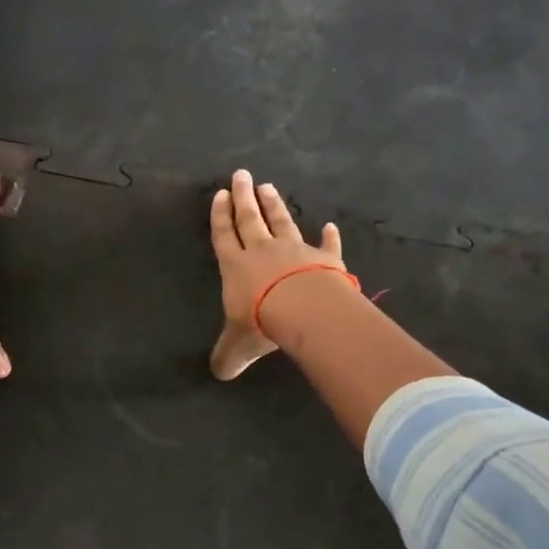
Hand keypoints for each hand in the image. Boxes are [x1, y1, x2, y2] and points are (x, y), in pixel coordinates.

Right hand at [207, 169, 342, 380]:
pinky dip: (329, 236)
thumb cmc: (262, 322)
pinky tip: (330, 225)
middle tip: (242, 175)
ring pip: (281, 222)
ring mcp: (294, 250)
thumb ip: (227, 356)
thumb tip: (219, 374)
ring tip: (268, 187)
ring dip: (274, 205)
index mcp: (236, 266)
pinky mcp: (323, 257)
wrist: (304, 310)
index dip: (220, 216)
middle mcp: (262, 251)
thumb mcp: (238, 346)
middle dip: (244, 198)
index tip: (220, 195)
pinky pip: (326, 244)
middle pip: (250, 219)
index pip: (224, 236)